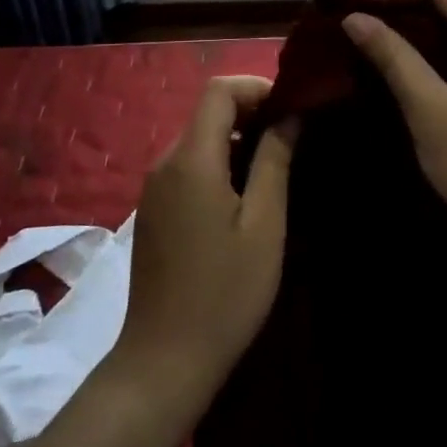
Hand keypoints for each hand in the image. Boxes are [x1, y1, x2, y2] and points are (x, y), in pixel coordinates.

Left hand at [105, 76, 294, 418]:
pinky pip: (187, 167)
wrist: (165, 359)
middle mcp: (165, 163)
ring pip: (198, 140)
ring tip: (276, 167)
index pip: (219, 91)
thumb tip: (290, 116)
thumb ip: (275, 161)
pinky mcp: (153, 211)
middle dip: (251, 113)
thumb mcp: (264, 224)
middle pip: (207, 113)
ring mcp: (154, 188)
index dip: (257, 88)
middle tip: (294, 138)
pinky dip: (218, 164)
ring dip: (237, 140)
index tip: (293, 108)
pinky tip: (244, 197)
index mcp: (191, 159)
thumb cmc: (225, 291)